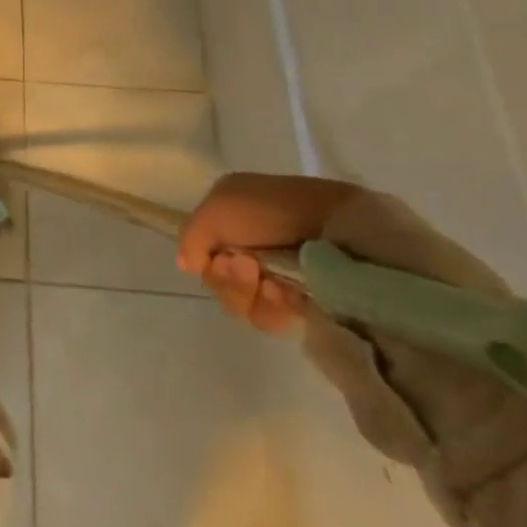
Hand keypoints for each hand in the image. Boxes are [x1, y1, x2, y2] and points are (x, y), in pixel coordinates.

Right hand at [177, 173, 361, 331]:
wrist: (338, 227)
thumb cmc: (272, 210)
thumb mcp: (217, 209)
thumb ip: (191, 238)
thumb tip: (188, 266)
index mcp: (229, 219)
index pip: (202, 254)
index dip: (207, 262)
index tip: (221, 258)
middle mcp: (248, 246)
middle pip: (219, 281)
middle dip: (229, 280)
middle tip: (249, 267)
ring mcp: (275, 275)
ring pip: (242, 303)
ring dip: (250, 295)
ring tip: (273, 284)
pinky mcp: (301, 300)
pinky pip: (271, 316)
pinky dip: (273, 308)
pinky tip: (288, 295)